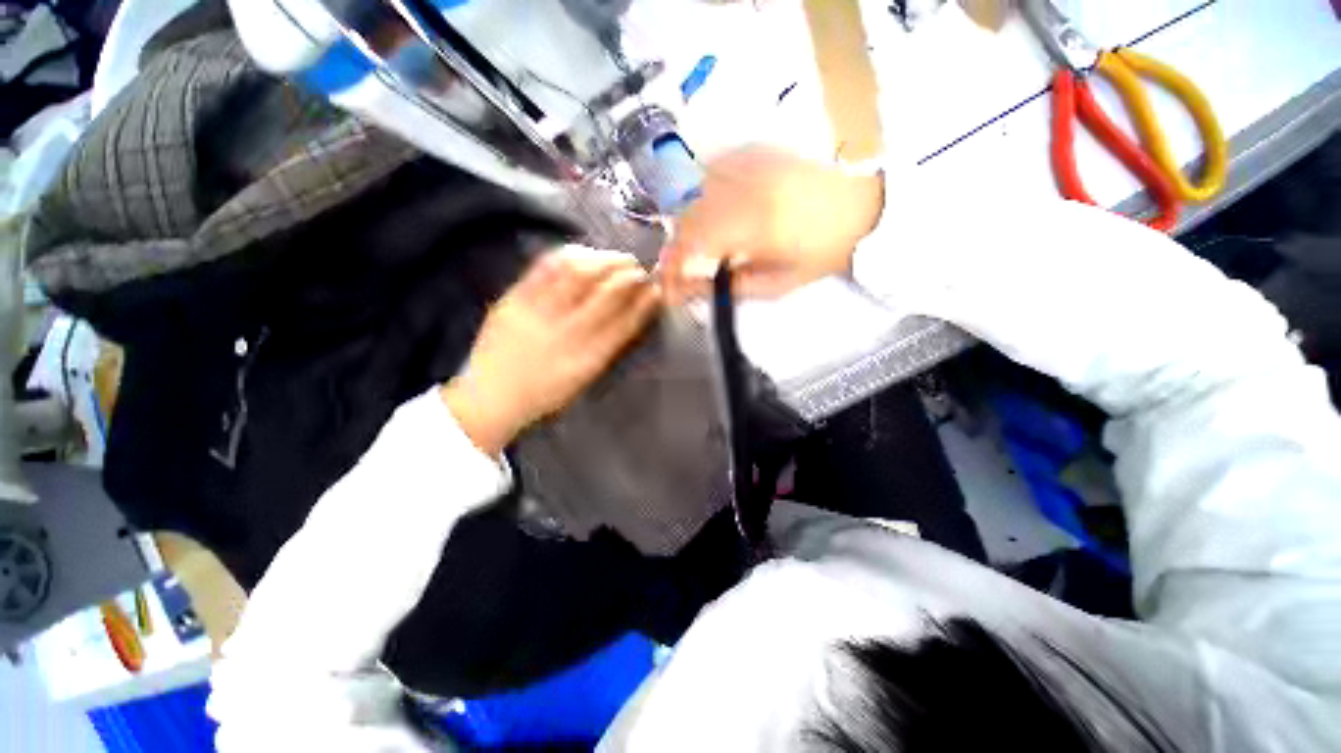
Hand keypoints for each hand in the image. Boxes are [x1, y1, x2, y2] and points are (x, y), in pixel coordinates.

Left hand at [441, 246, 659, 455]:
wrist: (491, 397)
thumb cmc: (546, 393)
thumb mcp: (585, 378)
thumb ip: (608, 346)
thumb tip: (633, 313)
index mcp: (587, 360)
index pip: (625, 323)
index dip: (644, 302)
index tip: (656, 289)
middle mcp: (566, 335)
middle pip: (606, 294)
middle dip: (630, 275)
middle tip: (639, 268)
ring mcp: (537, 314)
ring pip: (578, 274)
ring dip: (604, 260)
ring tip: (616, 259)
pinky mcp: (513, 300)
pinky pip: (545, 268)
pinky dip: (571, 255)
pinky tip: (584, 254)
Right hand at [660, 146, 884, 302]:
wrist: (864, 201)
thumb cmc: (824, 250)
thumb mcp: (781, 283)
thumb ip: (732, 286)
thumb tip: (692, 288)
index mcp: (755, 223)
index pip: (692, 243)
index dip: (672, 266)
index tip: (667, 286)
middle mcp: (744, 185)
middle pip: (686, 215)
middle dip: (674, 246)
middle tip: (679, 268)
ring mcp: (747, 161)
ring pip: (692, 191)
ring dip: (683, 222)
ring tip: (693, 245)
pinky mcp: (752, 149)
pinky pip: (708, 170)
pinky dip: (698, 195)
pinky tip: (708, 212)